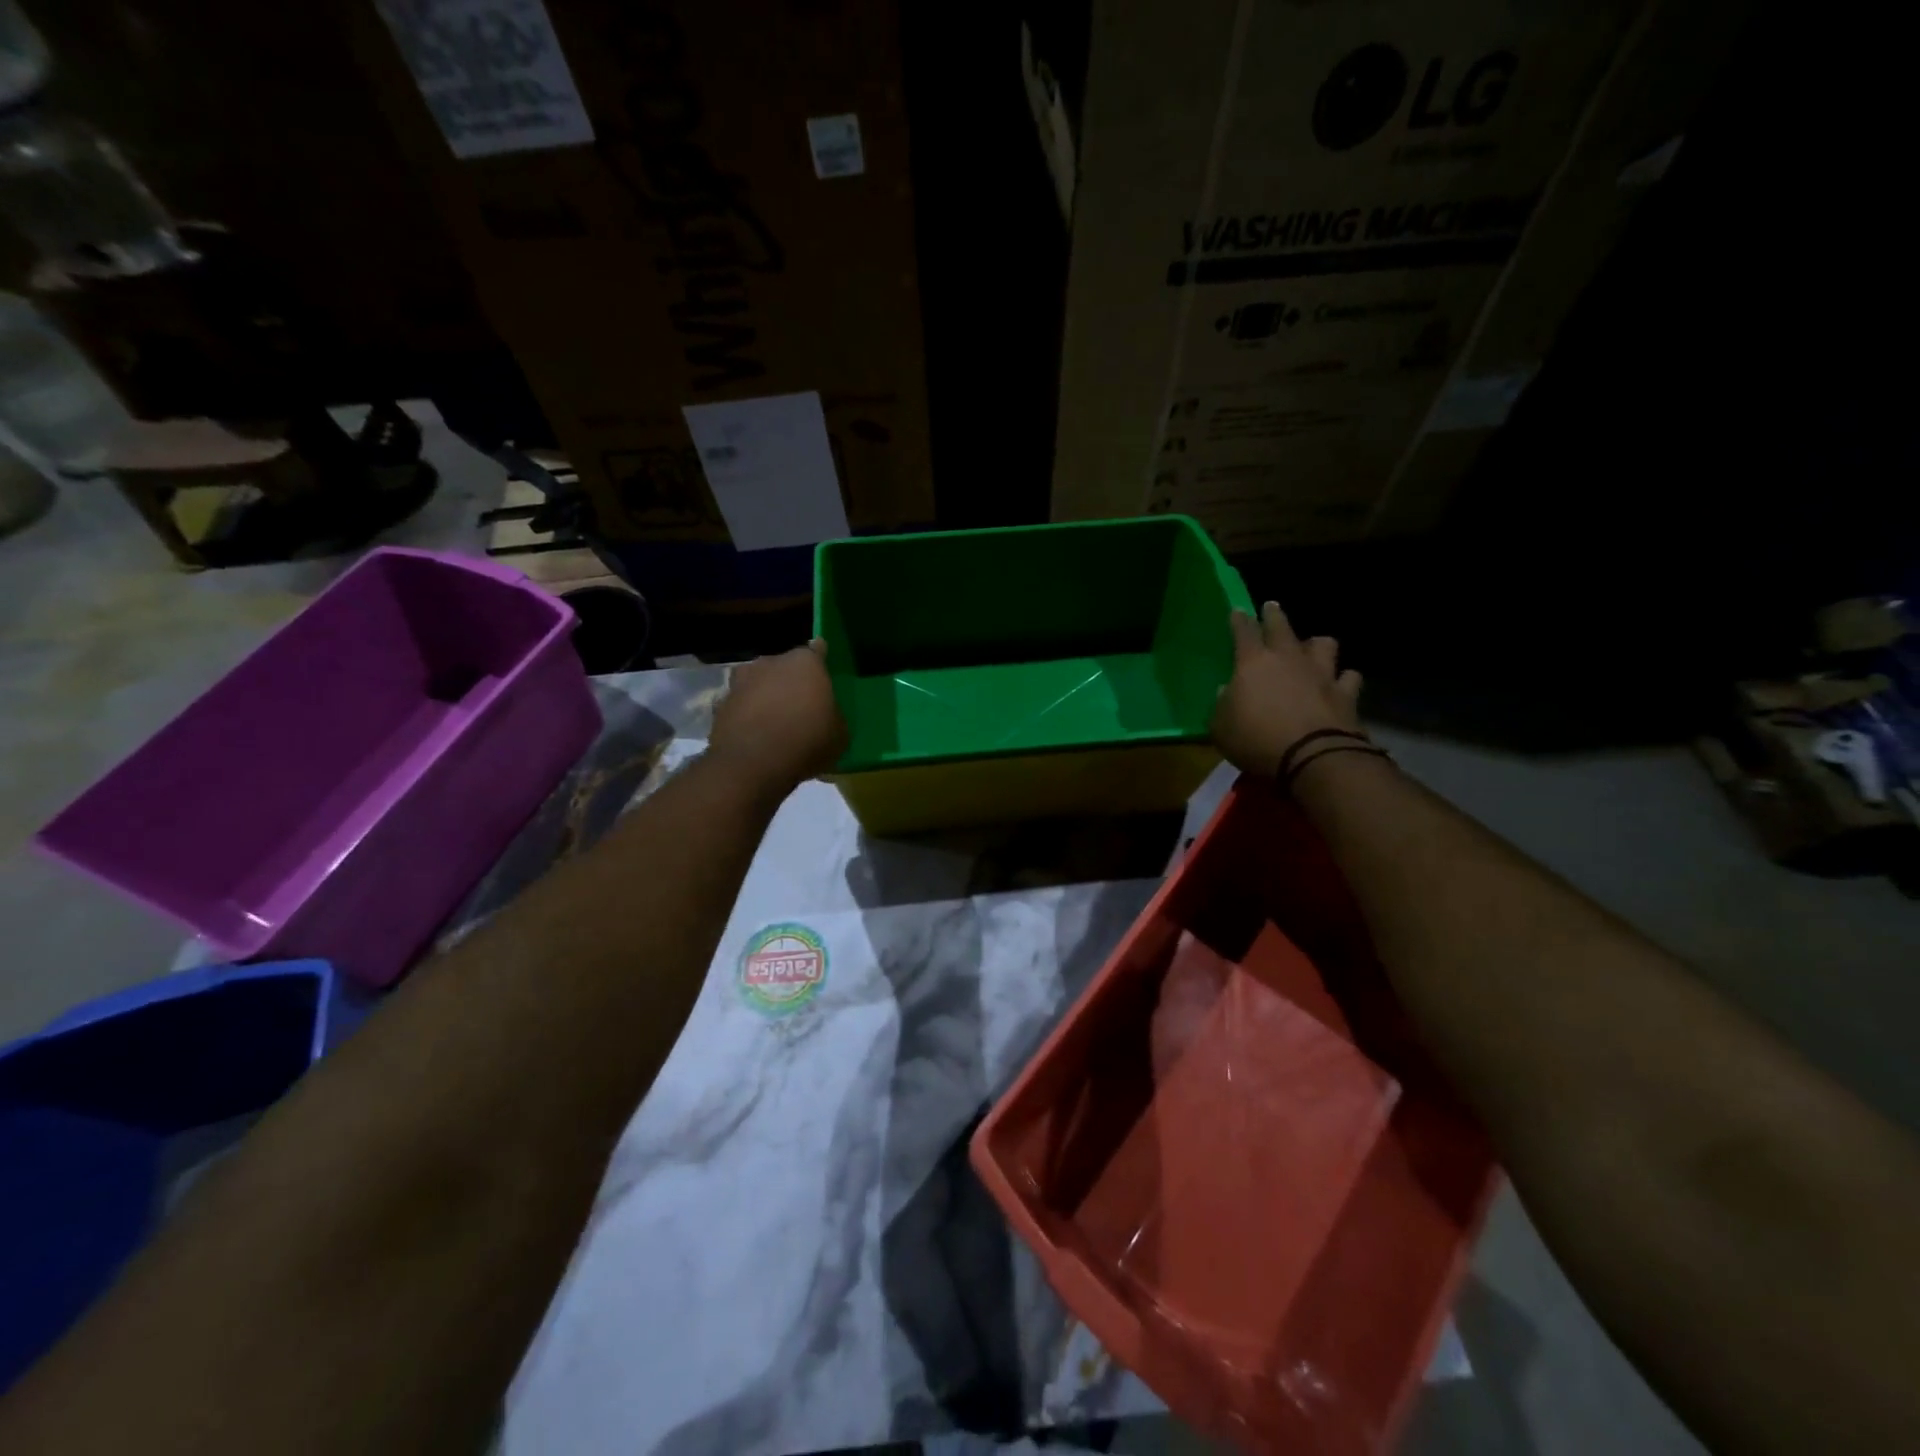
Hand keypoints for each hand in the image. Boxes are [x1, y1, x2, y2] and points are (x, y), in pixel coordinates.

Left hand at [708, 639, 848, 794]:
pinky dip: (747, 716)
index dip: (821, 661)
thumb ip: (833, 716)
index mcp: (805, 663)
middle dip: (790, 682)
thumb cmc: (806, 741)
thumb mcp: (839, 735)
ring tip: (774, 722)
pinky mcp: (720, 705)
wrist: (751, 765)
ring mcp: (740, 682)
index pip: (817, 650)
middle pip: (784, 667)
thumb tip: (826, 716)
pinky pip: (741, 706)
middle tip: (800, 705)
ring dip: (765, 697)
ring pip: (759, 684)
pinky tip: (754, 737)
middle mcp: (770, 662)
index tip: (823, 673)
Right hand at [1210, 602, 1362, 776]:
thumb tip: (1225, 691)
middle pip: (1282, 627)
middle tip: (1271, 606)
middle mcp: (1289, 659)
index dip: (1239, 620)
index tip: (1237, 611)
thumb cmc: (1256, 739)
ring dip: (1316, 644)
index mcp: (1253, 663)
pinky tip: (1342, 682)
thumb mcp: (1221, 728)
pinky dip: (1345, 678)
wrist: (1312, 756)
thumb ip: (1222, 706)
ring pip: (1324, 644)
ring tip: (1313, 646)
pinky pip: (1349, 677)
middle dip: (1274, 615)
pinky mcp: (1346, 693)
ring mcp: (1322, 673)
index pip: (1243, 632)